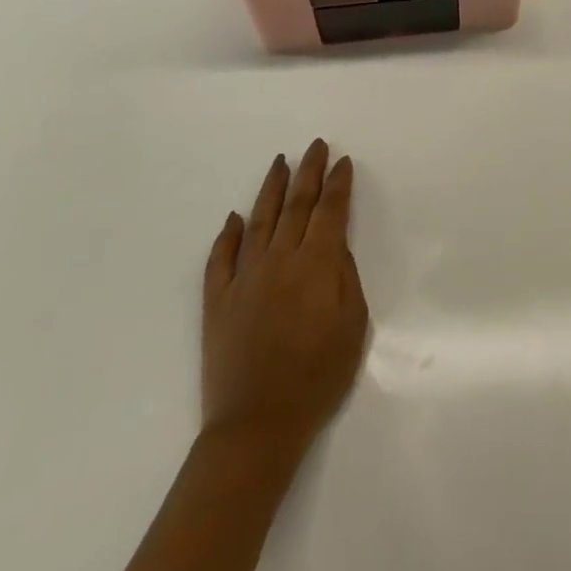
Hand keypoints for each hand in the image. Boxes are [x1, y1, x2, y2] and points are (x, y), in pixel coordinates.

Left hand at [201, 140, 368, 459]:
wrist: (257, 424)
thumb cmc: (318, 376)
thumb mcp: (353, 325)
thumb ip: (345, 277)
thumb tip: (334, 246)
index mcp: (316, 265)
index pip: (329, 211)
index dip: (338, 184)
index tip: (343, 161)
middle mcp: (279, 260)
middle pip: (296, 205)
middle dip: (308, 172)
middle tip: (315, 145)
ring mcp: (244, 278)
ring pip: (259, 221)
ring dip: (272, 189)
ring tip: (280, 163)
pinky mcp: (217, 301)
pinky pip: (220, 259)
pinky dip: (227, 235)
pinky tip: (233, 219)